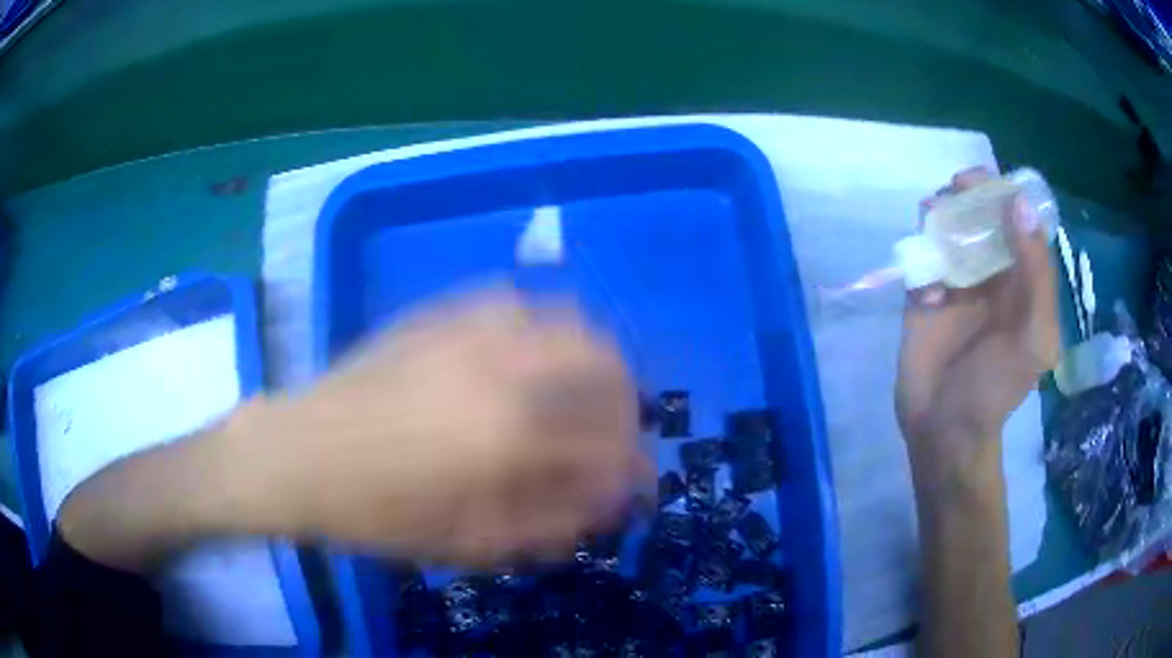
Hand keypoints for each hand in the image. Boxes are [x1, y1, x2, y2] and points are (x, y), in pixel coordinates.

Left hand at [237, 286, 645, 566]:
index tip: (638, 484)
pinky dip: (541, 331)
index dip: (633, 468)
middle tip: (616, 431)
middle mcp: (499, 366)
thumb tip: (608, 502)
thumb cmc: (375, 511)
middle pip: (601, 359)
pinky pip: (514, 304)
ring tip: (577, 393)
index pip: (605, 444)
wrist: (297, 453)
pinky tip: (523, 361)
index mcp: (507, 434)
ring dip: (587, 357)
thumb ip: (549, 522)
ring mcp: (467, 329)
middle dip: (624, 397)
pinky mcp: (439, 313)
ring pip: (563, 317)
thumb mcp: (466, 541)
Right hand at [896, 168, 1059, 478]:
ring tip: (934, 219)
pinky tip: (925, 281)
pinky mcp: (925, 292)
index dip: (1005, 193)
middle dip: (970, 195)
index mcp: (1024, 280)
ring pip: (951, 227)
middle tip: (955, 189)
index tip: (987, 181)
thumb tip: (1020, 204)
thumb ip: (1036, 276)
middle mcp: (994, 273)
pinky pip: (924, 255)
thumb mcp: (1033, 338)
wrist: (943, 428)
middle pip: (983, 215)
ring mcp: (958, 281)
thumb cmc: (995, 389)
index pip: (1019, 221)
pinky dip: (922, 252)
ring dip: (942, 214)